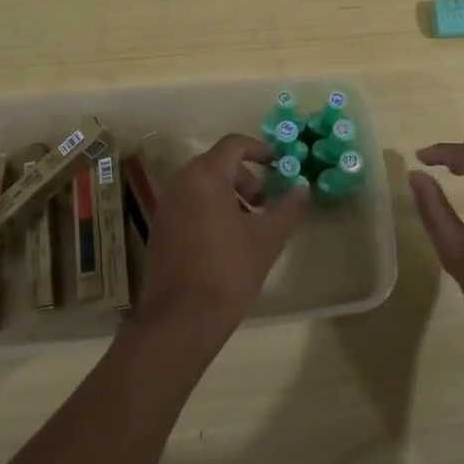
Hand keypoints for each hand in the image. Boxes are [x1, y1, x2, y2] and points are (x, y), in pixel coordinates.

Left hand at [134, 134, 309, 341]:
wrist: (181, 319)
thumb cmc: (229, 270)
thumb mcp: (268, 238)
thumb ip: (288, 208)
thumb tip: (303, 189)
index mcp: (205, 176)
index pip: (234, 145)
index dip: (259, 150)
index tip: (278, 166)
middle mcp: (180, 183)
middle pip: (217, 164)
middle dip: (246, 178)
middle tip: (265, 203)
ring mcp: (166, 206)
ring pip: (202, 186)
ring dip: (229, 195)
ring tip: (249, 226)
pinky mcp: (159, 229)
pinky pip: (189, 205)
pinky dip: (210, 210)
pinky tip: (226, 242)